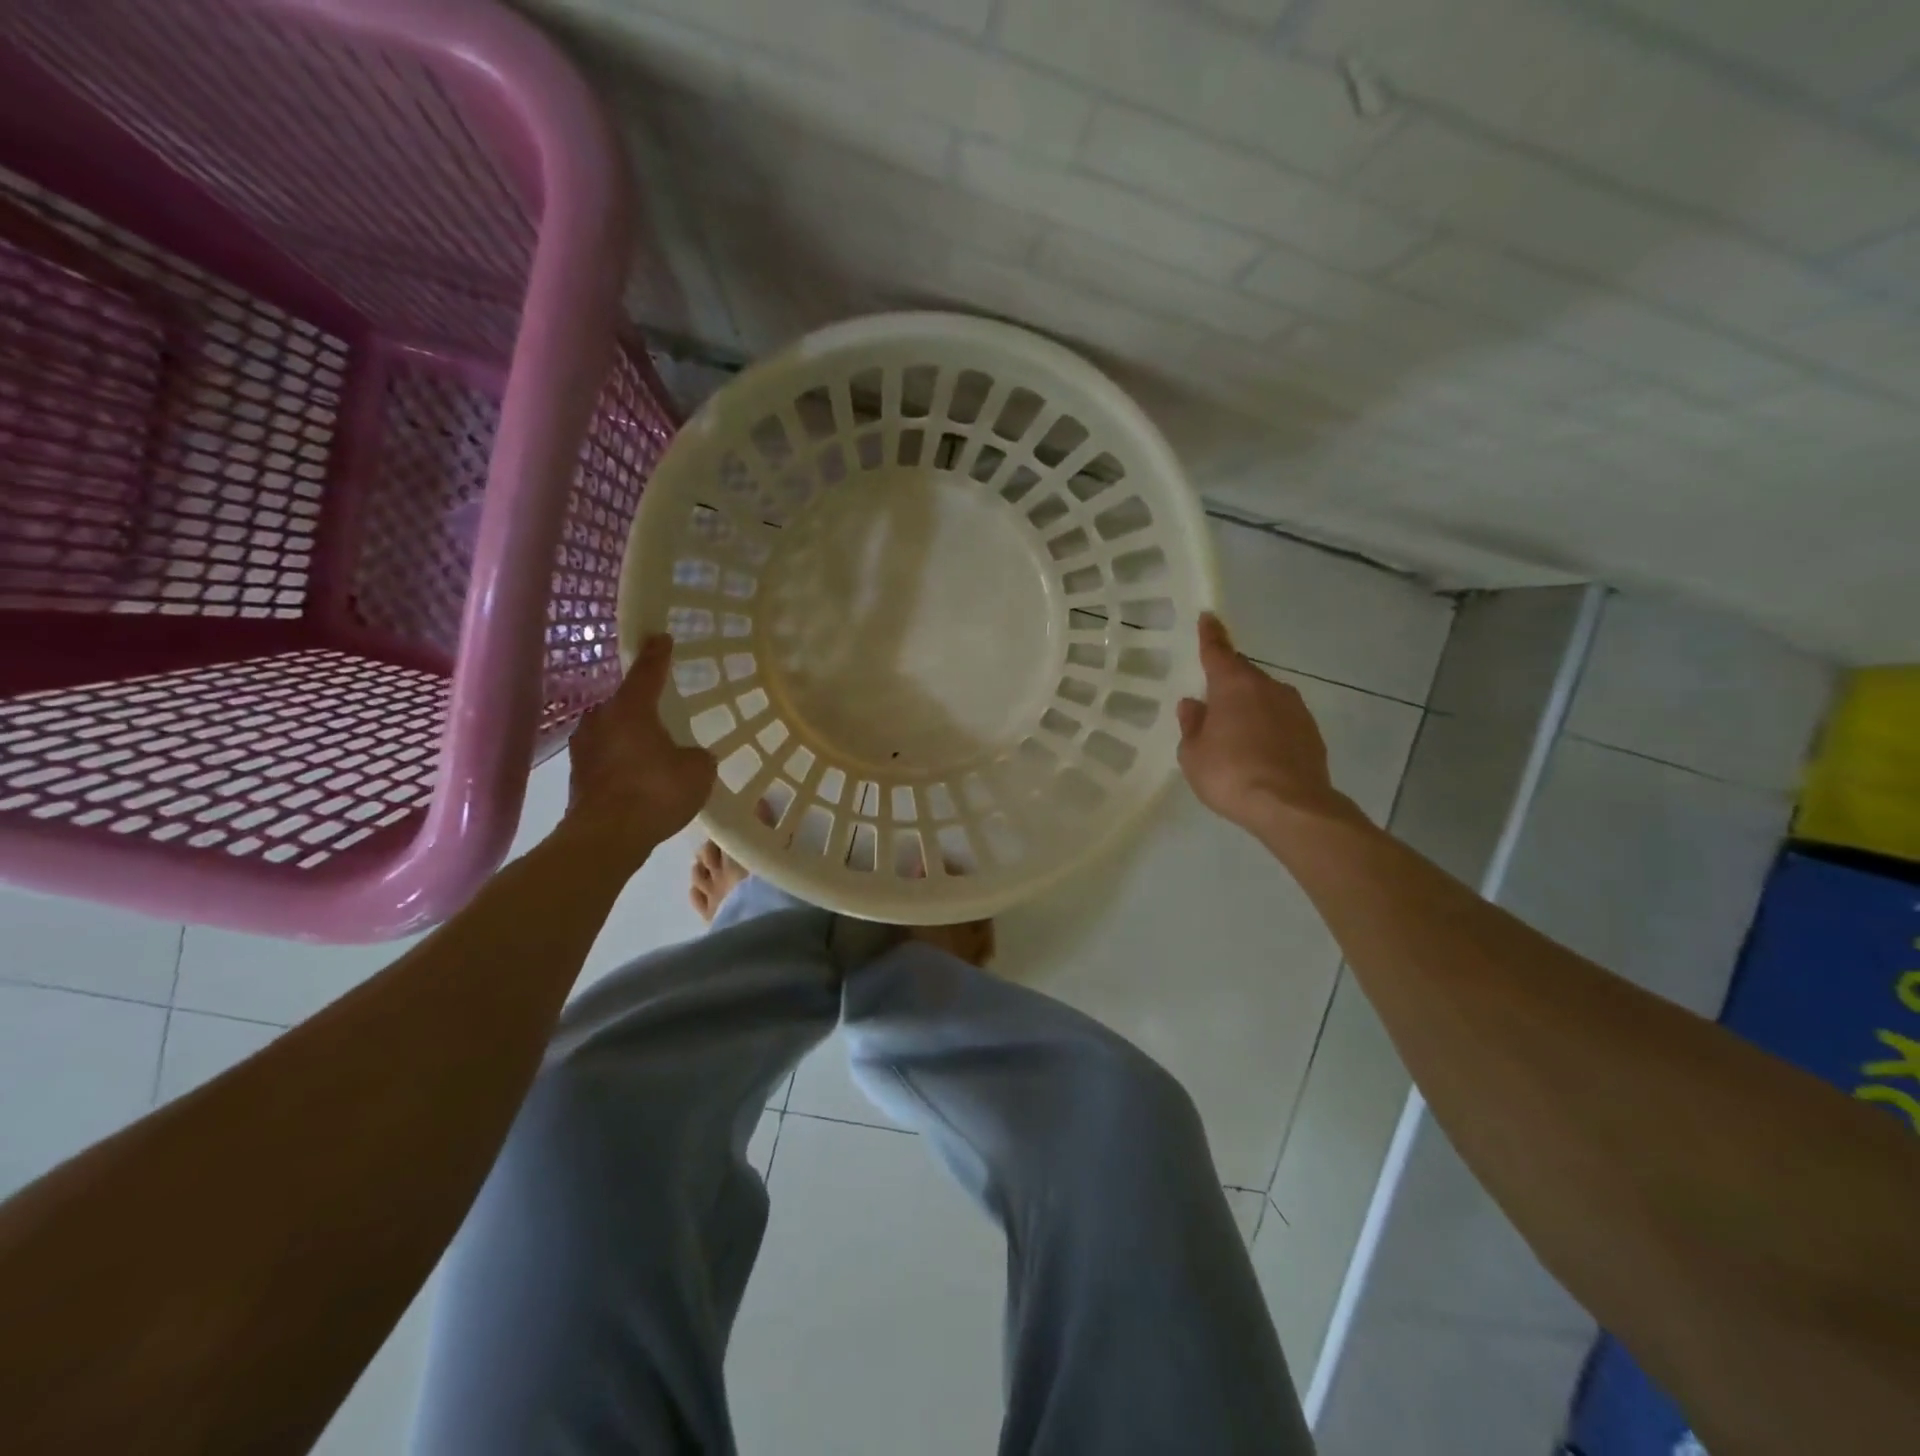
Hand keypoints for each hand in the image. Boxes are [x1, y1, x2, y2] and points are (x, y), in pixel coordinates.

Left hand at [561, 635, 716, 863]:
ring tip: (652, 744)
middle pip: (624, 702)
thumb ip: (697, 756)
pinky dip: (622, 760)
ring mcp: (584, 748)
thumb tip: (691, 756)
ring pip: (612, 730)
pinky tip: (639, 774)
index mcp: (631, 708)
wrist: (605, 838)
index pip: (648, 672)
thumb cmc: (655, 792)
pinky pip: (606, 756)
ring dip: (629, 734)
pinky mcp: (578, 776)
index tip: (661, 637)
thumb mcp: (697, 771)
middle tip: (662, 705)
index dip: (658, 654)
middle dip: (642, 703)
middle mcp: (602, 719)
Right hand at [1177, 613, 1361, 836]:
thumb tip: (1194, 705)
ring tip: (1234, 733)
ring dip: (1249, 708)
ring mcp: (1295, 709)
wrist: (1290, 806)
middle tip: (1212, 701)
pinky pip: (1281, 721)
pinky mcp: (1311, 733)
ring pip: (1265, 698)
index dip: (1211, 635)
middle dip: (1228, 684)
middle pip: (1243, 676)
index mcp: (1234, 685)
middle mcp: (1268, 688)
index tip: (1209, 617)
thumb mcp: (1193, 754)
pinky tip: (1257, 751)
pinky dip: (1267, 728)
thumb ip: (1192, 725)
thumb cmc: (1230, 774)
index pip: (1218, 651)